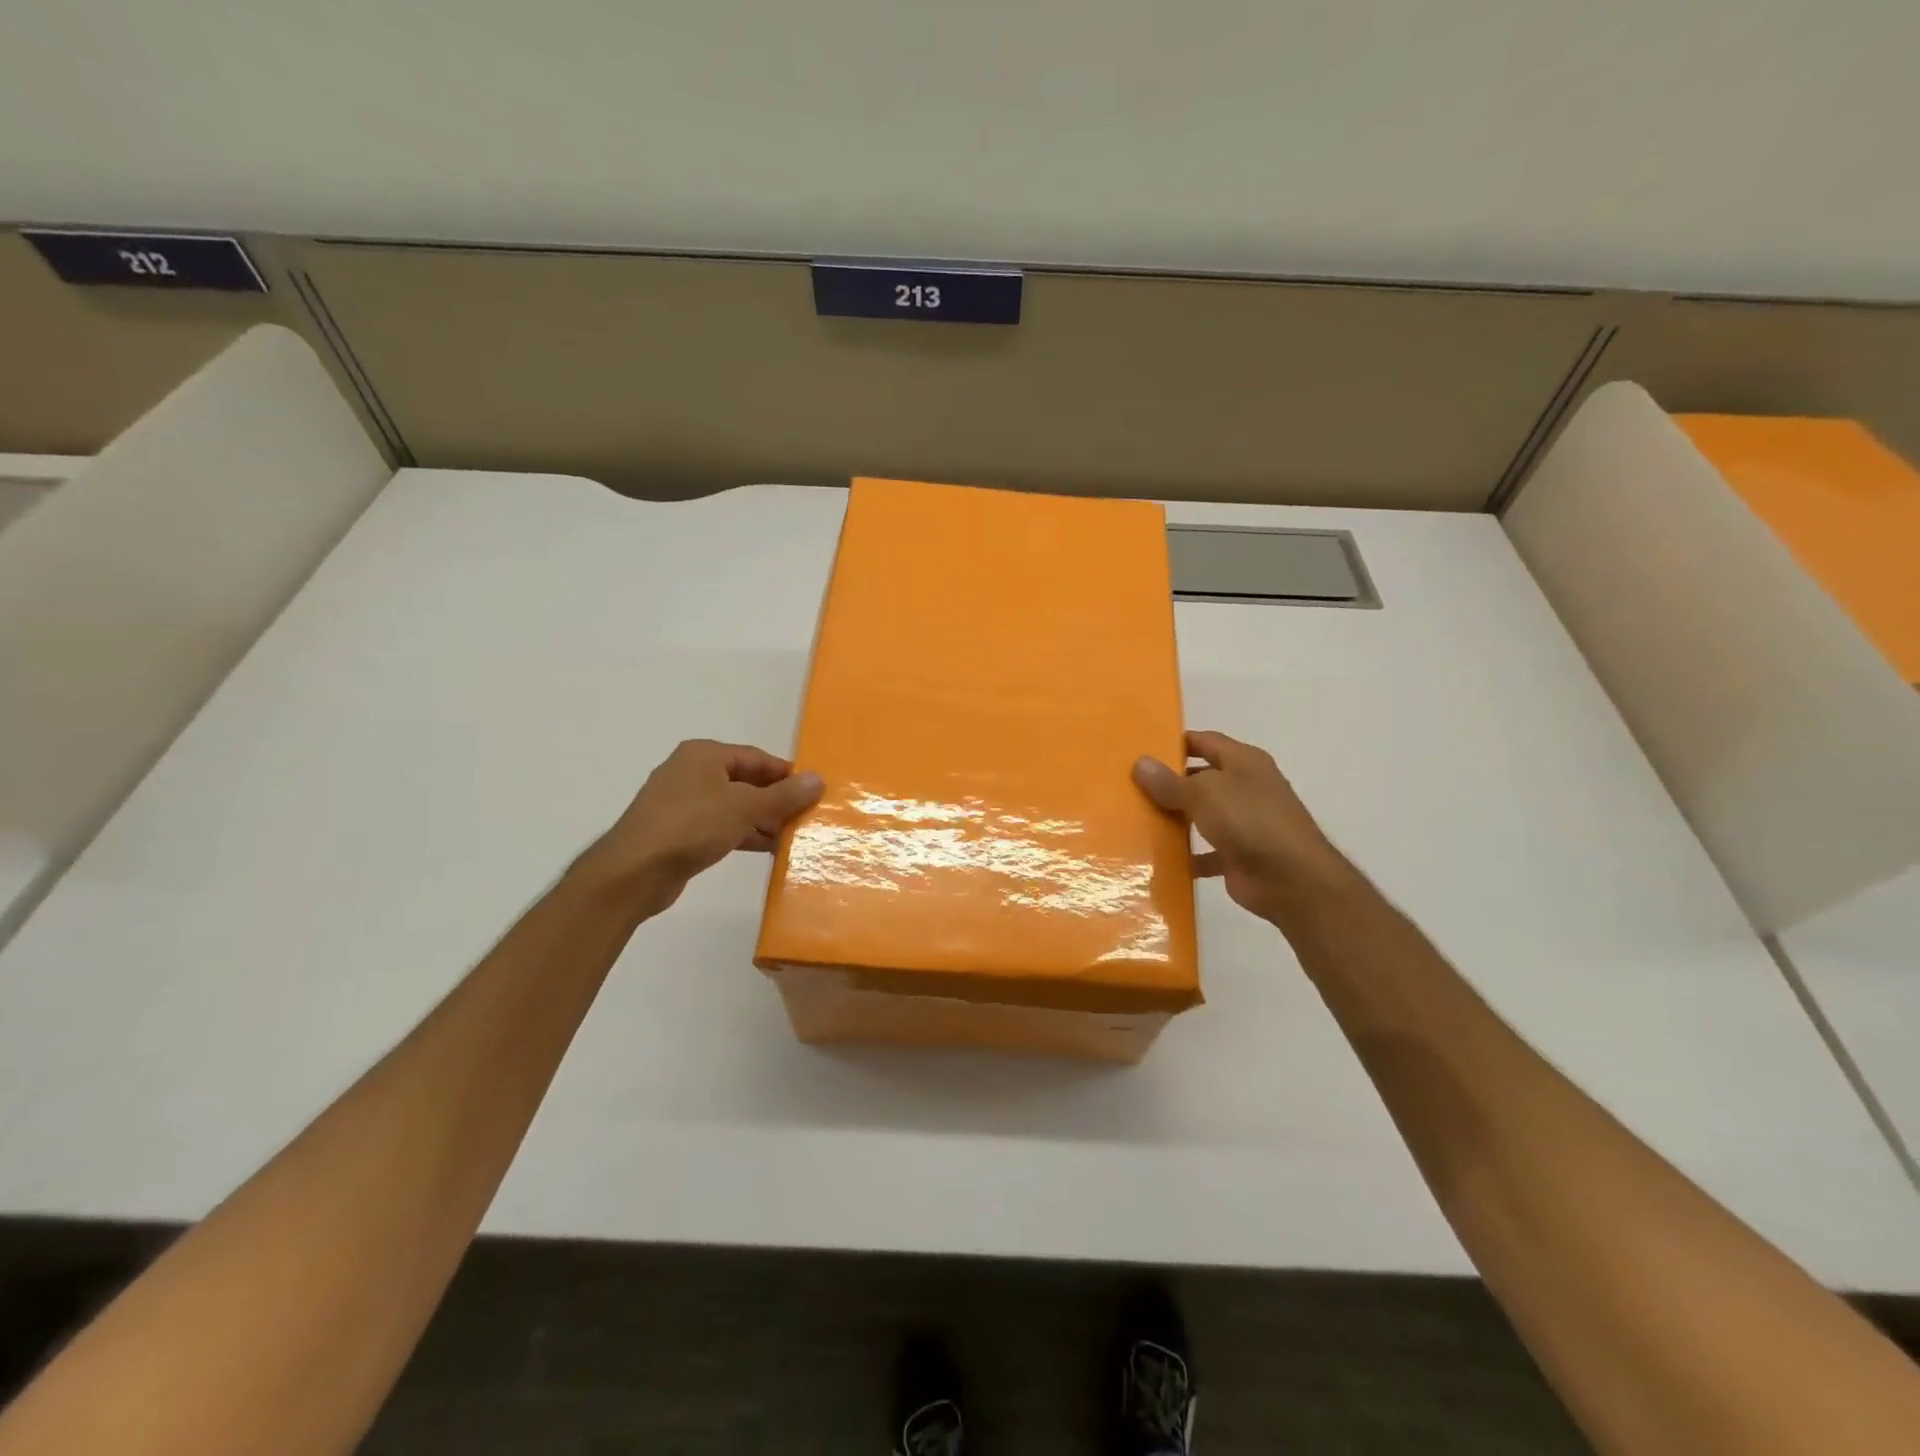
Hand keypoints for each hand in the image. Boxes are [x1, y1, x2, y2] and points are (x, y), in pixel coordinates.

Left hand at [579, 740, 823, 916]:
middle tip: (806, 816)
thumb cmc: (691, 825)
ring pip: (733, 806)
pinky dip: (743, 835)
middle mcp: (691, 772)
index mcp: (704, 755)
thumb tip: (818, 779)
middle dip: (775, 799)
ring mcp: (682, 804)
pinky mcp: (678, 833)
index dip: (786, 773)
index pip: (756, 757)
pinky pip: (720, 827)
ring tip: (793, 836)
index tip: (812, 791)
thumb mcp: (745, 807)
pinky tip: (768, 850)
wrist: (634, 872)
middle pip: (745, 781)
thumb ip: (783, 795)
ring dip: (762, 820)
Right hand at [1133, 730, 1350, 927]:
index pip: (1206, 741)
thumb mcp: (1204, 793)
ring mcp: (1244, 824)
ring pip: (1202, 815)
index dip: (1176, 743)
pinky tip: (1158, 858)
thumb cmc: (1250, 821)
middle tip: (1131, 787)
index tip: (1143, 750)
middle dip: (1170, 783)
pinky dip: (1186, 855)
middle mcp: (1246, 788)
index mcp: (1244, 762)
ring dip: (1175, 819)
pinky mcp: (1239, 856)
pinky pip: (1205, 852)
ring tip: (1137, 820)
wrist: (1291, 880)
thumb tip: (1140, 763)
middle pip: (1201, 779)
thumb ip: (1170, 781)